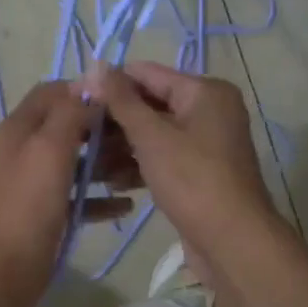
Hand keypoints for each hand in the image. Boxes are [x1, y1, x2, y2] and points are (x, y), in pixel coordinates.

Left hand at [0, 81, 135, 306]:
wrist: (3, 276)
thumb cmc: (28, 208)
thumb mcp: (50, 151)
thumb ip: (70, 112)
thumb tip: (92, 78)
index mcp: (21, 128)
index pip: (55, 92)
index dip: (88, 92)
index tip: (126, 100)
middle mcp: (26, 150)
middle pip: (71, 127)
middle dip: (106, 131)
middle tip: (141, 140)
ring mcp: (36, 184)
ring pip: (78, 163)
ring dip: (108, 164)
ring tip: (142, 172)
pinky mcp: (47, 214)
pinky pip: (80, 197)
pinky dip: (102, 198)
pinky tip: (128, 205)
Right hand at [83, 62, 280, 280]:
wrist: (233, 242)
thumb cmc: (192, 180)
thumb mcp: (152, 136)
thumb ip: (122, 100)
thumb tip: (96, 65)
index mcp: (205, 91)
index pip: (146, 73)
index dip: (109, 84)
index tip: (74, 100)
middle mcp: (209, 110)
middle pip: (150, 104)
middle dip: (113, 121)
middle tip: (76, 136)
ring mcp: (206, 143)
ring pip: (154, 134)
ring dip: (121, 147)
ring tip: (89, 163)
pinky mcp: (199, 172)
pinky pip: (163, 158)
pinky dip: (140, 165)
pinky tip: (113, 182)